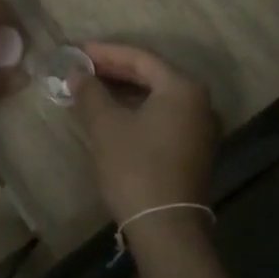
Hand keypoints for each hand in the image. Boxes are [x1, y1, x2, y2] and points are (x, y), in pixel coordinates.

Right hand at [74, 42, 218, 225]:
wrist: (166, 227)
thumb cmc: (135, 167)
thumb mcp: (106, 126)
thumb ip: (91, 93)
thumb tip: (77, 74)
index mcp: (183, 88)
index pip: (140, 58)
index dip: (106, 52)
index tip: (78, 50)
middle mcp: (200, 102)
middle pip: (152, 75)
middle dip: (115, 70)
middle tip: (82, 67)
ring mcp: (201, 127)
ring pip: (158, 97)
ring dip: (125, 91)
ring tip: (93, 88)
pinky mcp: (195, 149)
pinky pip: (164, 116)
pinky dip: (138, 110)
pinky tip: (114, 113)